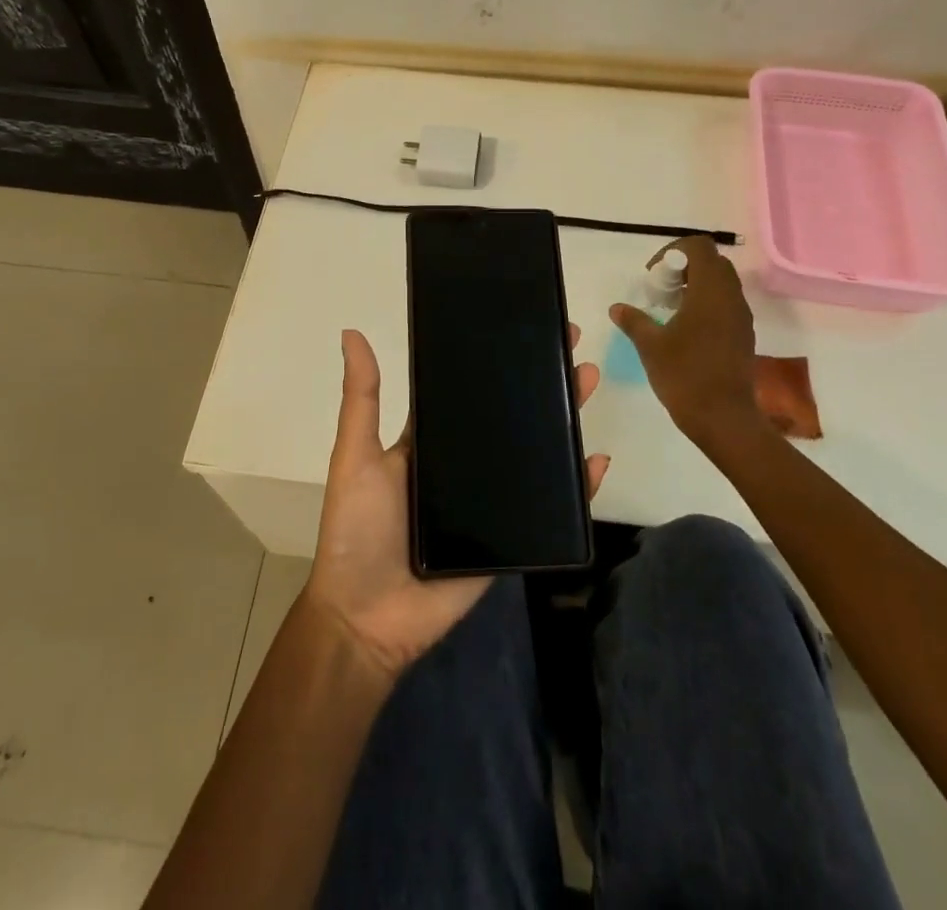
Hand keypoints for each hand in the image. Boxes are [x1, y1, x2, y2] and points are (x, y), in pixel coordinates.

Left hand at [304, 327, 606, 683]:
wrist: (367, 620)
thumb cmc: (357, 530)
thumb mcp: (355, 455)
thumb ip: (361, 398)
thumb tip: (351, 333)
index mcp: (430, 441)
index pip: (469, 390)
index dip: (496, 360)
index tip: (524, 327)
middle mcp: (463, 465)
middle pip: (510, 416)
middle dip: (541, 381)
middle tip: (570, 344)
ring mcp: (489, 502)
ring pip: (536, 453)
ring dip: (563, 419)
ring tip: (586, 381)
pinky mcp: (510, 538)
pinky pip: (549, 508)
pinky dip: (575, 486)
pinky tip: (596, 460)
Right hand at [610, 235, 762, 453]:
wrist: (724, 419)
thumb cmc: (685, 375)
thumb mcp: (651, 346)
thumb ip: (634, 321)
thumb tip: (617, 308)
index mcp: (710, 292)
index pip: (699, 247)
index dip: (674, 251)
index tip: (655, 274)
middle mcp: (731, 298)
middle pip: (712, 262)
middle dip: (684, 267)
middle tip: (661, 288)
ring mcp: (741, 317)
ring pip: (721, 283)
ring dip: (696, 285)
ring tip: (670, 308)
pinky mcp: (743, 335)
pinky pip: (726, 304)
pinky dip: (706, 304)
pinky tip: (686, 329)